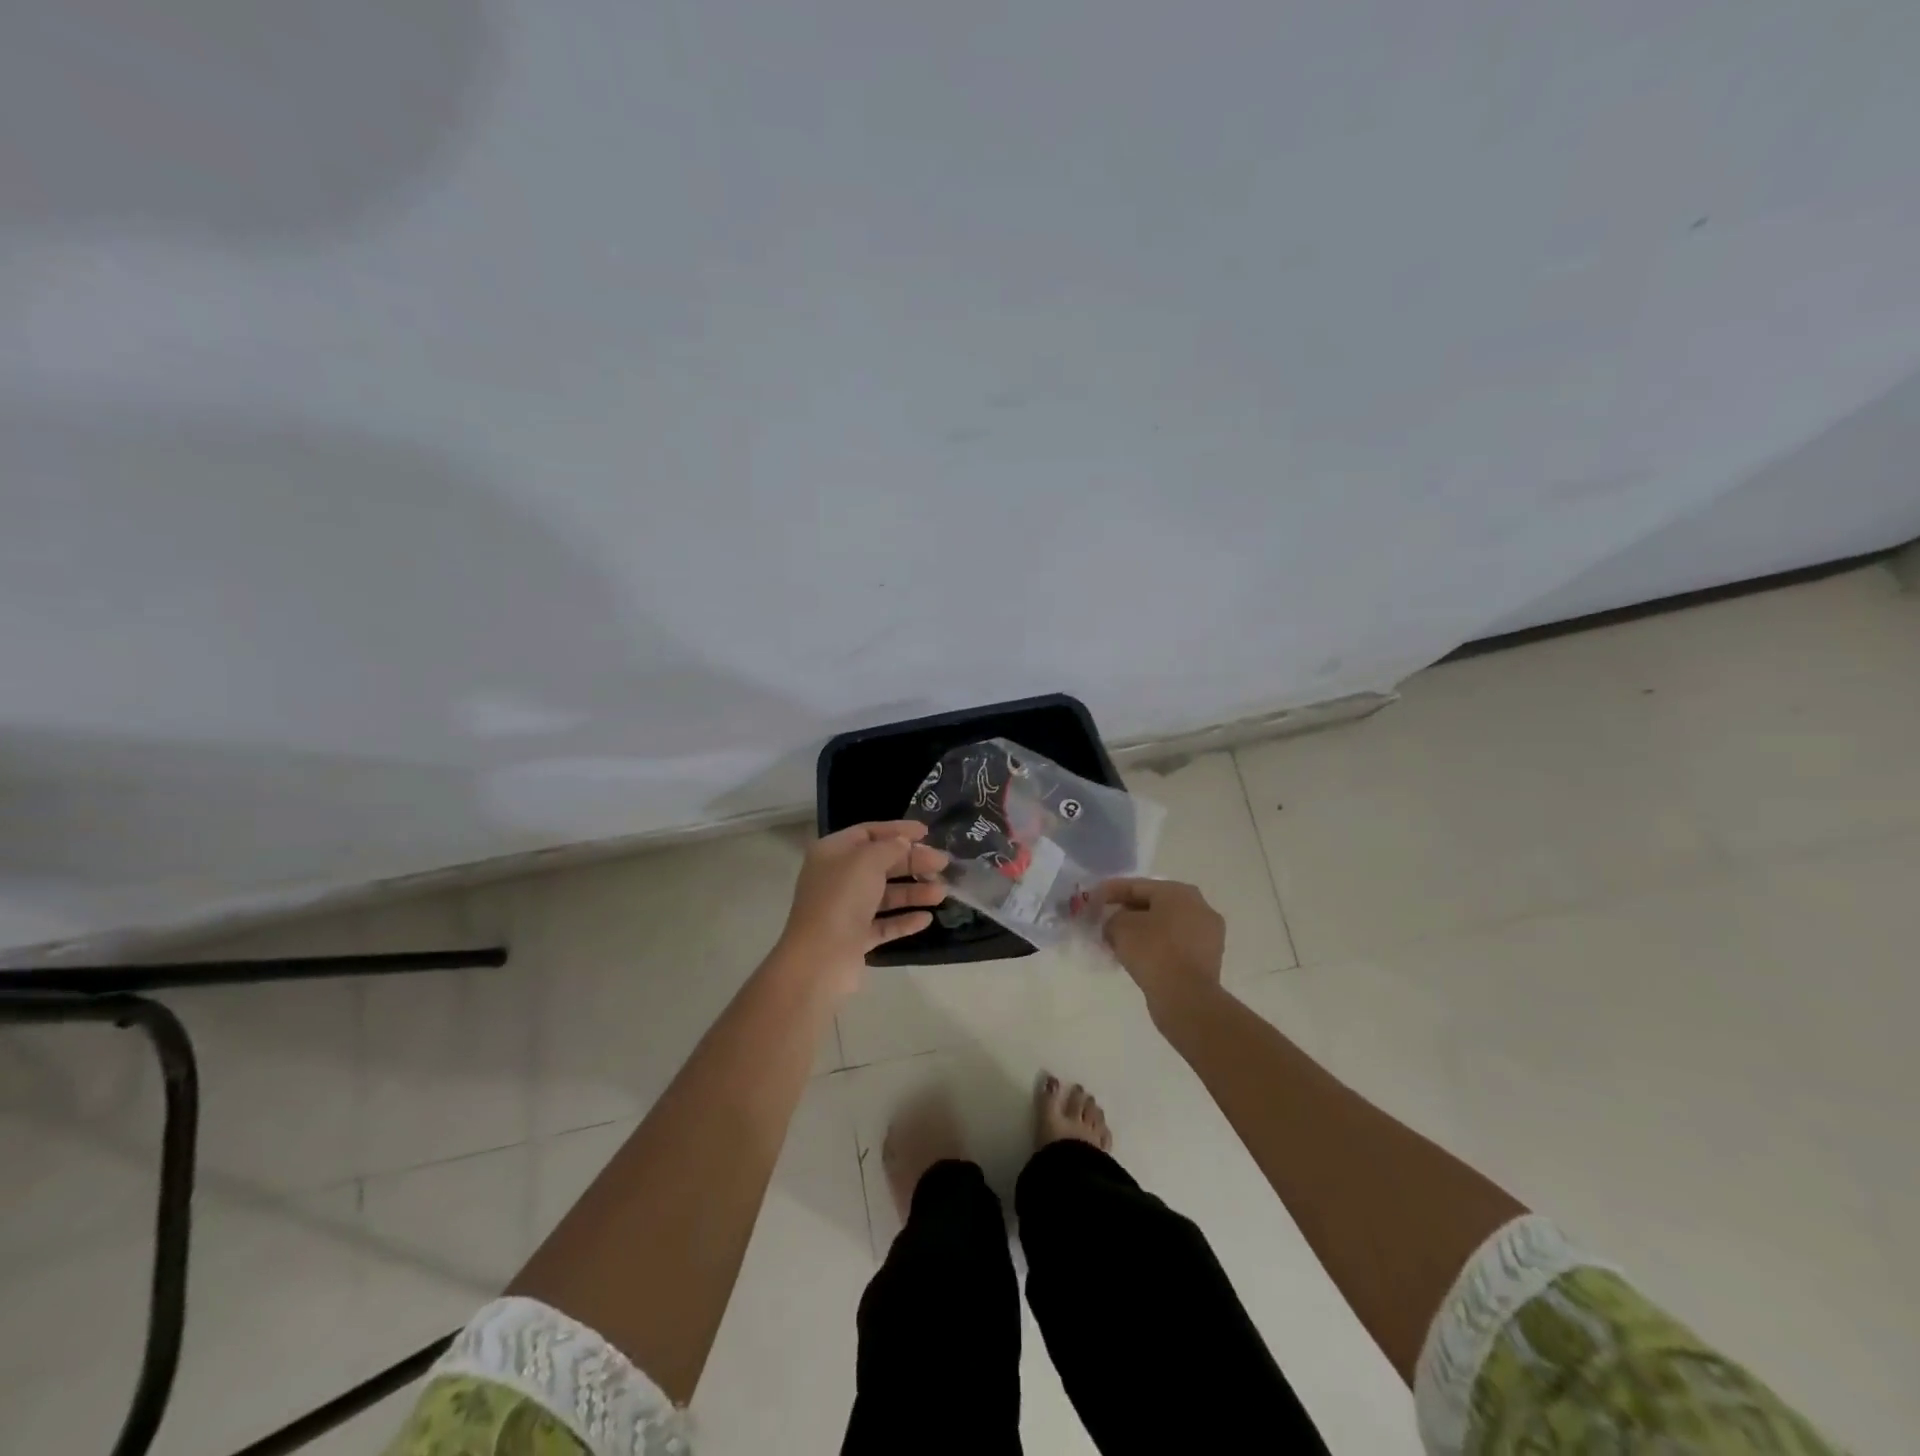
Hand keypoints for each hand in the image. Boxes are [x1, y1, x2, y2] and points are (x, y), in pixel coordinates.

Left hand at [777, 821, 949, 993]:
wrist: (820, 958)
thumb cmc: (842, 898)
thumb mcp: (867, 861)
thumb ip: (890, 847)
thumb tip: (903, 843)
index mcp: (833, 853)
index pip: (868, 833)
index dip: (898, 830)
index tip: (927, 832)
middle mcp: (837, 878)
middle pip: (881, 864)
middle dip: (913, 863)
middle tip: (943, 864)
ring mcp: (846, 910)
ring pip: (885, 896)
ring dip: (914, 892)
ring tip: (942, 893)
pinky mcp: (855, 938)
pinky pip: (884, 924)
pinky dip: (904, 920)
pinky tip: (926, 919)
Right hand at [1099, 878, 1225, 1016]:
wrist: (1186, 997)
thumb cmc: (1153, 951)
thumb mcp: (1120, 927)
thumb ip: (1113, 918)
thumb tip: (1116, 925)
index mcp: (1179, 892)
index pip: (1138, 886)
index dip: (1111, 891)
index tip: (1093, 898)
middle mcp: (1199, 907)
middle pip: (1154, 904)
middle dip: (1128, 911)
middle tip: (1106, 920)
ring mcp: (1208, 934)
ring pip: (1166, 926)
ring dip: (1142, 931)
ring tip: (1119, 941)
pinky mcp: (1208, 959)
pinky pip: (1175, 945)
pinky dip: (1156, 947)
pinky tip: (1138, 957)